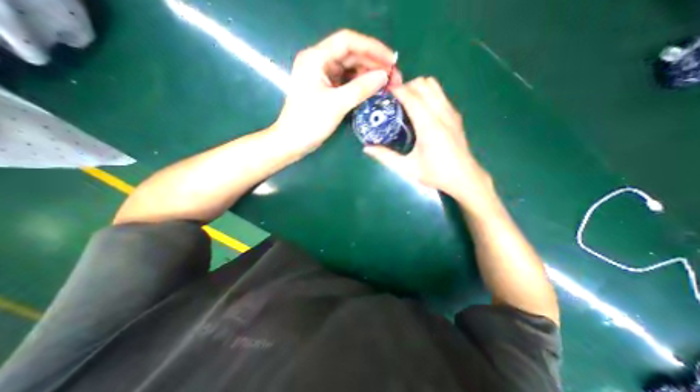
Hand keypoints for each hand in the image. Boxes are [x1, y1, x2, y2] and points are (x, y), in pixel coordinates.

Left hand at [274, 30, 404, 152]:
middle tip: (394, 77)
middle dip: (373, 64)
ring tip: (387, 85)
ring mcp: (322, 76)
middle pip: (351, 55)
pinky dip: (360, 85)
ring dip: (369, 75)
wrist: (293, 142)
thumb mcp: (336, 104)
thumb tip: (384, 76)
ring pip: (350, 69)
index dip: (372, 48)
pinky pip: (347, 82)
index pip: (348, 42)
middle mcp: (319, 62)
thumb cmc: (310, 122)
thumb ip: (361, 88)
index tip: (391, 60)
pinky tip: (372, 90)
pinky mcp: (325, 89)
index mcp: (316, 58)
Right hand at [363, 75, 493, 204]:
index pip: (412, 96)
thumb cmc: (436, 174)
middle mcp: (441, 113)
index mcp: (429, 126)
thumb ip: (385, 157)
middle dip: (406, 86)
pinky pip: (440, 94)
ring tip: (405, 102)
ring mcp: (451, 112)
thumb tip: (366, 148)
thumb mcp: (407, 168)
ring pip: (434, 85)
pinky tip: (419, 110)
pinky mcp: (455, 115)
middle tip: (393, 100)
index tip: (383, 92)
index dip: (396, 90)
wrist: (464, 178)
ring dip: (417, 87)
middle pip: (424, 84)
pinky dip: (427, 93)